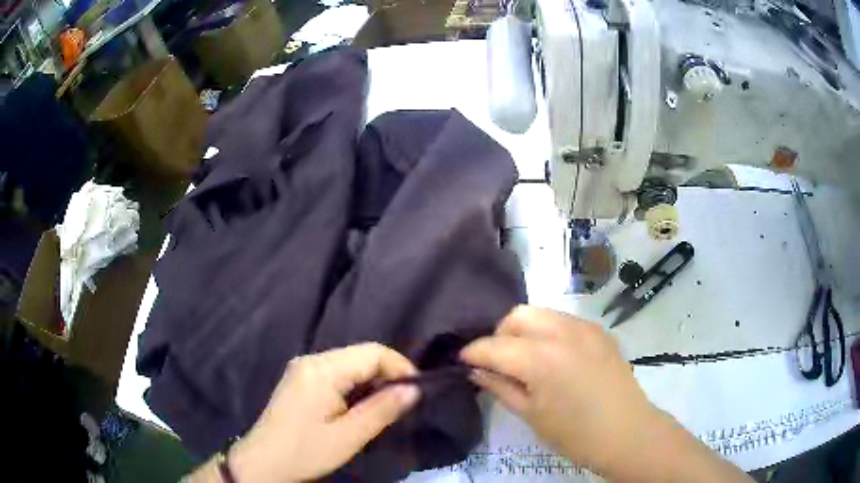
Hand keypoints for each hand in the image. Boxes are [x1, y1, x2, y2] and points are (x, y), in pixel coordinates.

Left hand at [229, 343, 420, 482]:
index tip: (416, 392)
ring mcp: (303, 368)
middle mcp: (311, 360)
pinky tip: (358, 407)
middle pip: (360, 355)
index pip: (372, 353)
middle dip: (386, 375)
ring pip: (349, 364)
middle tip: (402, 403)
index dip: (400, 367)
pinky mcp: (300, 380)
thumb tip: (414, 389)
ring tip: (382, 407)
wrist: (263, 463)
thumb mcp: (349, 436)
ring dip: (371, 382)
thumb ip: (382, 409)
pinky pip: (336, 373)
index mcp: (321, 369)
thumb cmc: (305, 451)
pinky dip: (354, 386)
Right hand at [460, 305, 659, 475]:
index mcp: (540, 358)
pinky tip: (553, 356)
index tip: (462, 361)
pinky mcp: (599, 330)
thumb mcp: (530, 415)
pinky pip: (564, 320)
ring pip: (541, 312)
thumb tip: (476, 371)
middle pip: (517, 315)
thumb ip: (500, 387)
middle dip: (499, 334)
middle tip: (498, 361)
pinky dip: (549, 331)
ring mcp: (584, 327)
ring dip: (525, 330)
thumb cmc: (575, 434)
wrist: (627, 432)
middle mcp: (562, 332)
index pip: (493, 346)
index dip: (473, 352)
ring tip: (525, 357)